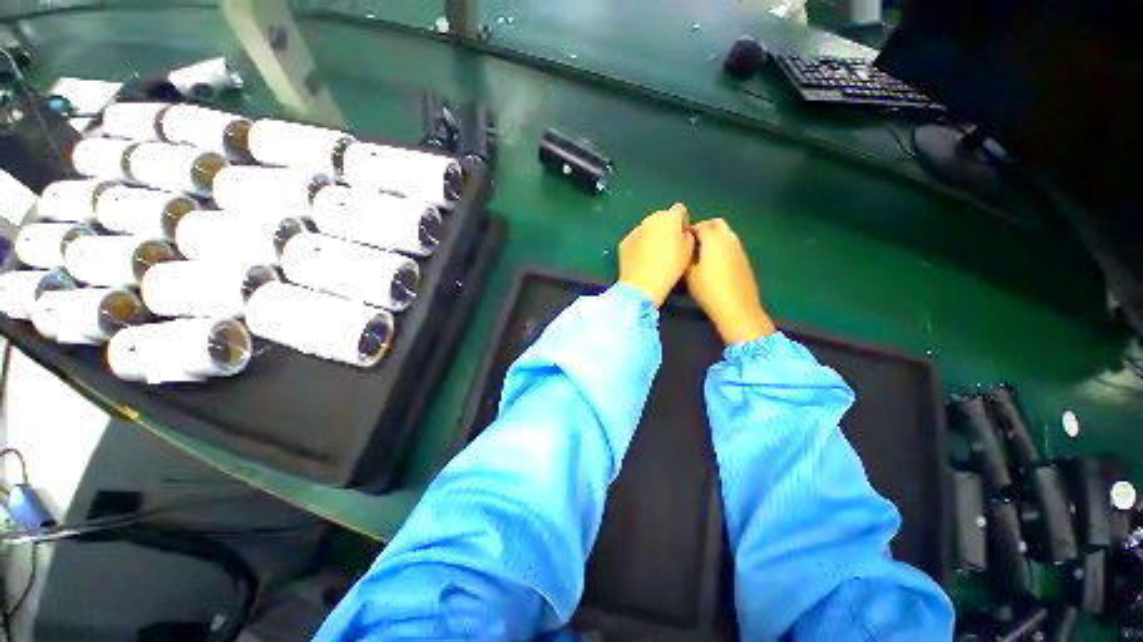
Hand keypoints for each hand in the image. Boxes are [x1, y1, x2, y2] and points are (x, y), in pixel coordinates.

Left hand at [618, 203, 695, 306]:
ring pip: (647, 228)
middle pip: (661, 217)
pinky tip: (642, 261)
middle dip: (666, 227)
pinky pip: (635, 240)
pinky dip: (639, 246)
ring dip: (651, 236)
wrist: (642, 285)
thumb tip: (682, 233)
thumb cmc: (669, 268)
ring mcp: (635, 230)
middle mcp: (650, 220)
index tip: (683, 234)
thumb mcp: (688, 252)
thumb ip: (687, 236)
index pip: (679, 210)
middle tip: (668, 245)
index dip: (682, 221)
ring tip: (654, 255)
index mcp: (668, 218)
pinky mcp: (624, 242)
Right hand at [685, 218, 775, 343]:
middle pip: (717, 223)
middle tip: (692, 240)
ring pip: (726, 233)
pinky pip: (731, 245)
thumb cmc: (708, 290)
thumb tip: (685, 247)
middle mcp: (729, 239)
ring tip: (702, 252)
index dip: (689, 230)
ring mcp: (739, 249)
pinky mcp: (744, 259)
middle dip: (704, 227)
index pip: (700, 226)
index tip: (680, 239)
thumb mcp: (689, 275)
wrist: (737, 308)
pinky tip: (714, 262)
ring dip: (714, 236)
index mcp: (713, 240)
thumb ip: (686, 256)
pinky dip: (722, 246)